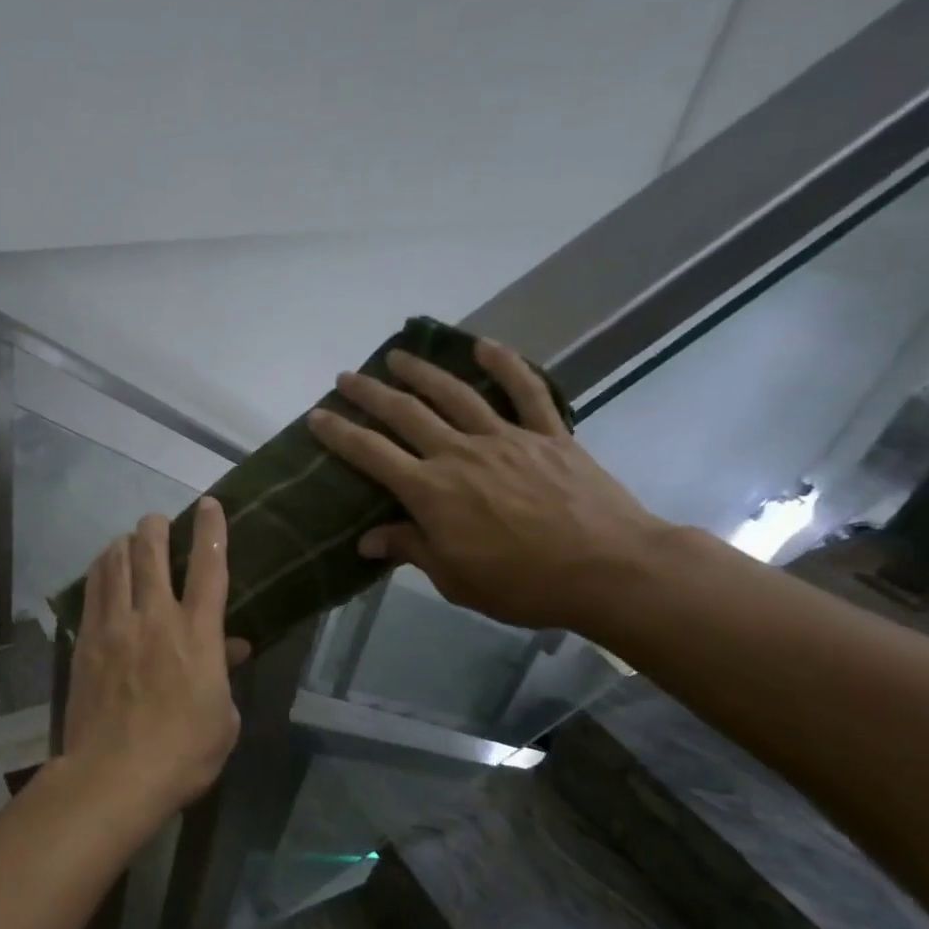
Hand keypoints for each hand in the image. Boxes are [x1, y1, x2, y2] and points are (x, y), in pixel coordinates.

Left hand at [61, 498, 251, 821]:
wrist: (114, 774)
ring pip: (115, 564)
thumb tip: (232, 647)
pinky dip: (100, 571)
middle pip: (151, 553)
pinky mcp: (87, 641)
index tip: (209, 505)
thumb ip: (225, 675)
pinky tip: (102, 569)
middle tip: (158, 521)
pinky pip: (92, 591)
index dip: (211, 530)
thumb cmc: (182, 754)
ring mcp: (115, 626)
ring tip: (128, 540)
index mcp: (197, 634)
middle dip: (156, 527)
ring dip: (124, 544)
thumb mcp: (223, 720)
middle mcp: (155, 617)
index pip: (209, 568)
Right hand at [307, 339, 671, 631]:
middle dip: (370, 393)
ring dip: (422, 372)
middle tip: (346, 377)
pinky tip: (486, 345)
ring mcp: (505, 438)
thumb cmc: (523, 583)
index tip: (317, 416)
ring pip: (455, 394)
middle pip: (405, 413)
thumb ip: (409, 549)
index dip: (339, 433)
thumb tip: (366, 539)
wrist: (612, 570)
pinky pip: (526, 392)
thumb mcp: (454, 578)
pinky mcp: (548, 436)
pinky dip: (506, 365)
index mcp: (430, 490)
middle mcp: (459, 454)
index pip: (371, 453)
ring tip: (397, 356)